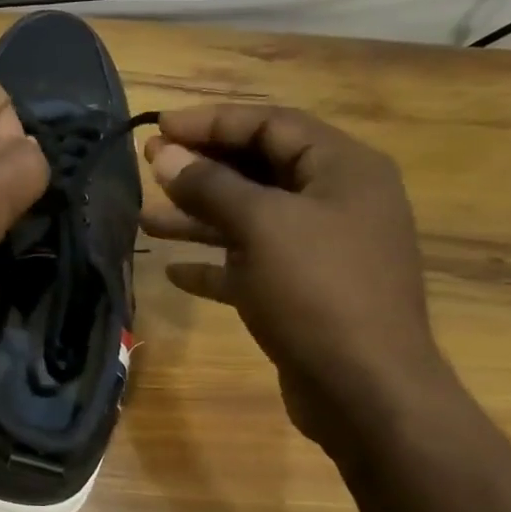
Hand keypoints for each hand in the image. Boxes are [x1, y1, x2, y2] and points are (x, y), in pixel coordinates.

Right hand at [141, 104, 453, 445]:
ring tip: (145, 218)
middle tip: (149, 165)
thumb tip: (163, 154)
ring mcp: (321, 250)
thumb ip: (211, 185)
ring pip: (250, 220)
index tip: (159, 127)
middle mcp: (335, 202)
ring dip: (198, 217)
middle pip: (260, 169)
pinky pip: (251, 266)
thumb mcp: (262, 226)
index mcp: (342, 169)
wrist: (365, 389)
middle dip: (202, 168)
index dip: (213, 122)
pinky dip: (215, 265)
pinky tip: (173, 271)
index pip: (271, 124)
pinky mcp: (302, 293)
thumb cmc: (318, 292)